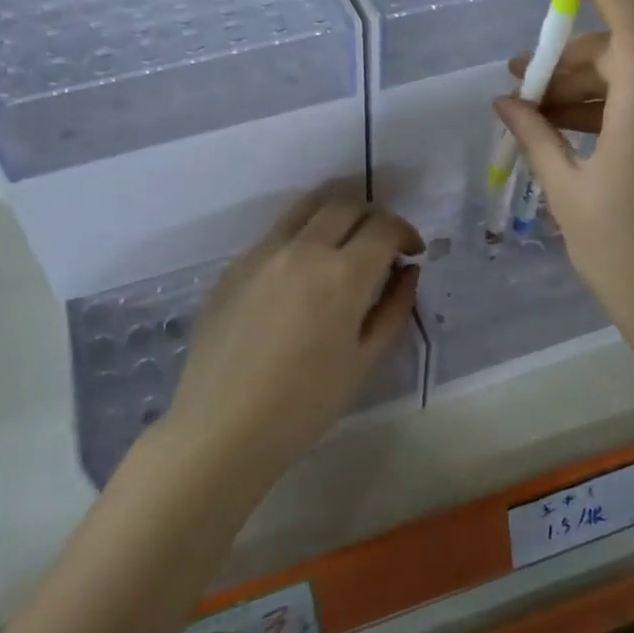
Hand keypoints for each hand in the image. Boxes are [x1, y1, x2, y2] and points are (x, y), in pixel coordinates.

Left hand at [163, 188, 421, 487]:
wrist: (222, 428)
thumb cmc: (304, 405)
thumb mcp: (364, 361)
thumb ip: (393, 308)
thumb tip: (408, 271)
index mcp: (341, 274)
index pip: (383, 227)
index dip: (405, 232)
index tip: (411, 251)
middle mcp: (302, 249)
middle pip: (344, 204)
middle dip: (372, 216)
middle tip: (380, 243)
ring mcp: (262, 252)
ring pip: (306, 207)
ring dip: (334, 215)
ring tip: (343, 243)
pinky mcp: (234, 265)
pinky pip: (276, 234)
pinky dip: (301, 237)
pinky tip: (300, 274)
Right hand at [492, 0, 633, 360]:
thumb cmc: (619, 254)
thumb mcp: (566, 194)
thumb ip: (535, 139)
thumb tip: (506, 102)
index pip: (632, 28)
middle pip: (619, 56)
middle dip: (566, 59)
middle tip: (519, 80)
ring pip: (626, 83)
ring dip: (578, 87)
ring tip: (531, 109)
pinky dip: (597, 110)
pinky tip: (562, 131)